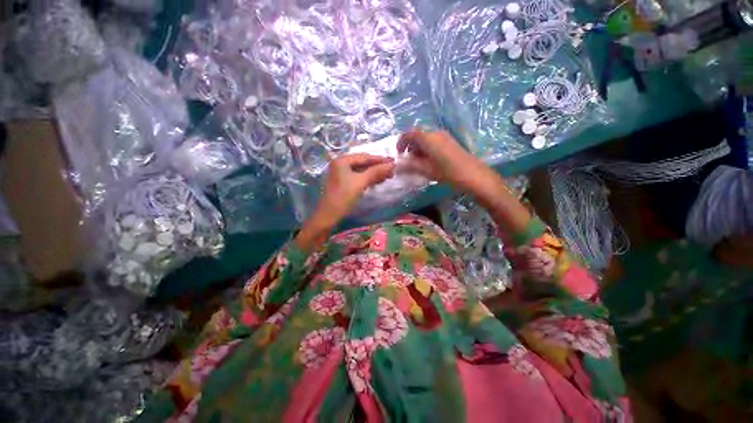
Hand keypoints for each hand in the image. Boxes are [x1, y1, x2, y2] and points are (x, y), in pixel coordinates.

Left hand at [295, 154, 394, 250]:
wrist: (328, 216)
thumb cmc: (343, 197)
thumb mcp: (360, 182)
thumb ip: (376, 172)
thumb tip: (392, 165)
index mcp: (342, 160)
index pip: (364, 157)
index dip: (380, 159)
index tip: (394, 161)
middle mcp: (341, 164)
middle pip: (363, 163)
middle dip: (377, 166)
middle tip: (392, 170)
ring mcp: (341, 174)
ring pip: (361, 170)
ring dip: (374, 173)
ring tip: (388, 176)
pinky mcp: (344, 183)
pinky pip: (359, 177)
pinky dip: (368, 179)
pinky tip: (377, 181)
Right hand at [399, 129, 531, 235]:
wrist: (473, 175)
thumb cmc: (448, 172)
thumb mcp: (426, 170)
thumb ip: (410, 166)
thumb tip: (396, 165)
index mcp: (428, 138)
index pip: (409, 133)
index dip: (401, 142)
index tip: (399, 154)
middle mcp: (435, 133)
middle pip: (417, 135)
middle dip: (409, 147)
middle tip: (408, 161)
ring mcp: (444, 136)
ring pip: (425, 139)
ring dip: (418, 149)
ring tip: (418, 164)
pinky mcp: (449, 142)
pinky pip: (433, 141)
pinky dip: (426, 149)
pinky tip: (429, 162)